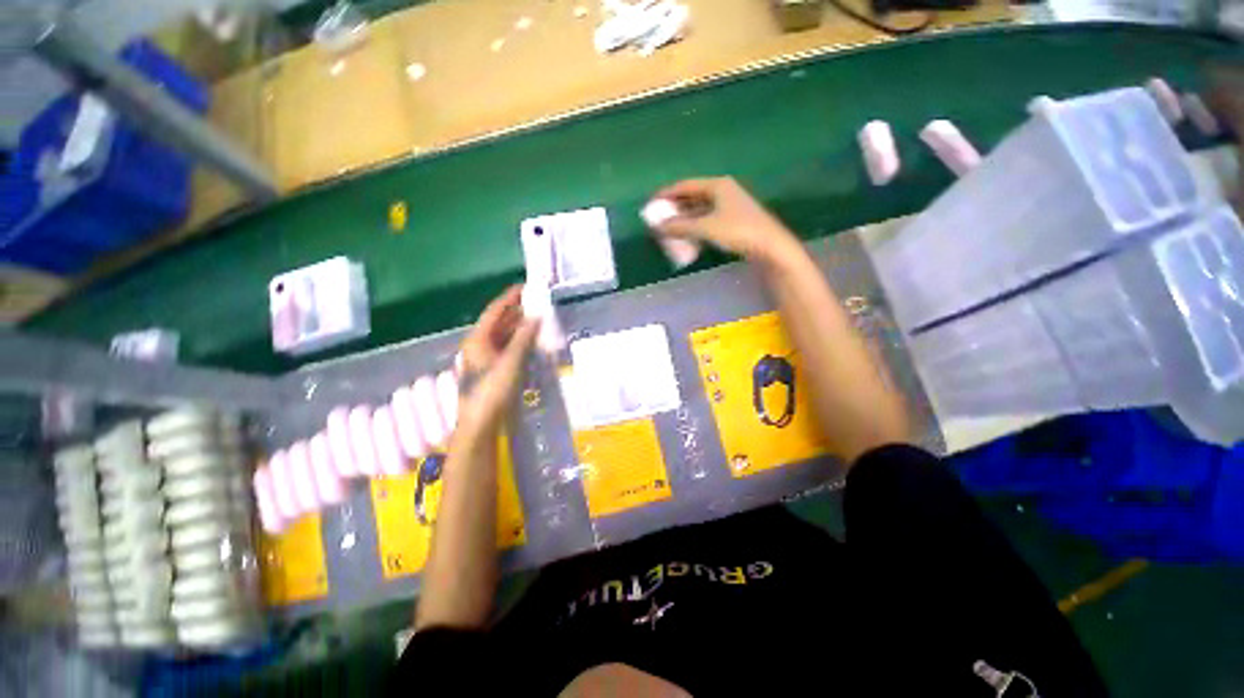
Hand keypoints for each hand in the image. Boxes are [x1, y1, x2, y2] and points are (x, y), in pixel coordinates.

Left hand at [455, 286, 539, 437]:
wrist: (481, 423)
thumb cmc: (493, 390)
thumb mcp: (511, 362)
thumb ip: (524, 338)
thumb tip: (536, 316)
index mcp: (477, 339)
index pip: (495, 311)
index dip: (510, 298)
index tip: (526, 287)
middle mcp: (479, 345)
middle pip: (499, 322)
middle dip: (517, 312)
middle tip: (538, 303)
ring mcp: (485, 358)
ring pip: (503, 336)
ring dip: (520, 327)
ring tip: (539, 318)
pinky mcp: (493, 369)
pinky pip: (507, 348)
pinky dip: (519, 342)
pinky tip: (532, 341)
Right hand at [649, 177, 797, 261]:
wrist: (769, 245)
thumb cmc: (737, 231)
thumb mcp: (706, 228)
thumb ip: (681, 226)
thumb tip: (659, 227)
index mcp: (717, 185)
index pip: (685, 185)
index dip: (667, 194)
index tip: (652, 203)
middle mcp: (723, 191)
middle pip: (692, 196)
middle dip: (675, 207)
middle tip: (659, 218)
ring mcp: (729, 205)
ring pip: (700, 208)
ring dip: (684, 218)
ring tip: (669, 228)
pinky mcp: (733, 220)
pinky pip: (707, 218)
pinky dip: (695, 225)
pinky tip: (688, 235)